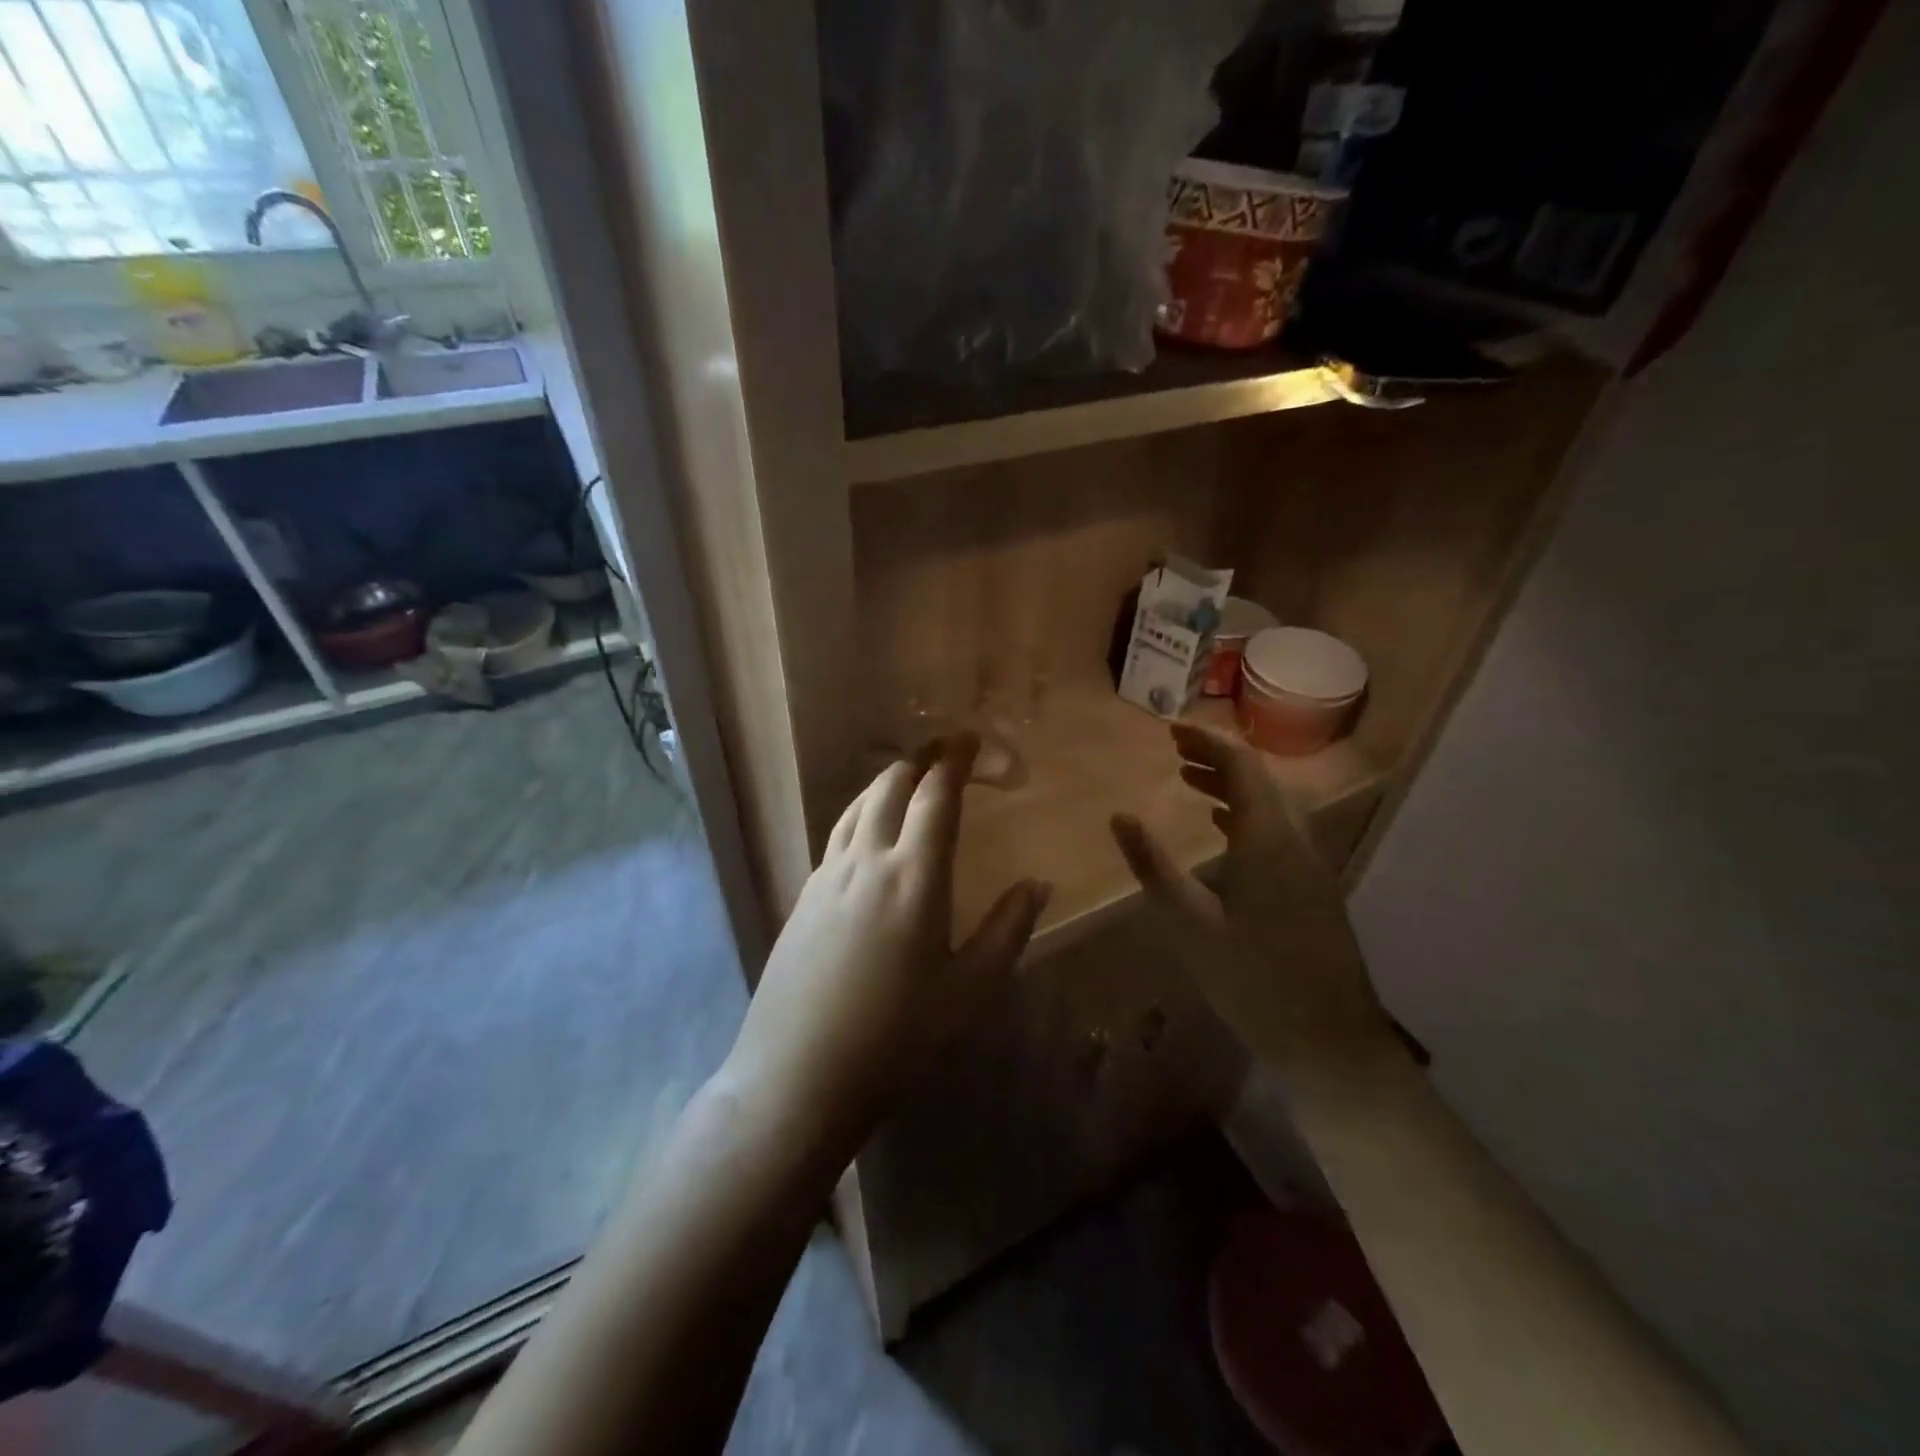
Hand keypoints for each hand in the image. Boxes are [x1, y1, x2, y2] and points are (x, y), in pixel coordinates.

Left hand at [723, 735, 1051, 1150]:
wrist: (799, 1074)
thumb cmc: (898, 1037)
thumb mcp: (970, 991)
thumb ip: (1008, 930)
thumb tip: (1038, 884)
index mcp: (915, 877)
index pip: (936, 796)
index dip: (954, 760)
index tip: (970, 739)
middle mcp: (867, 861)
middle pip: (891, 786)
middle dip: (921, 759)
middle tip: (945, 751)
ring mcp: (827, 876)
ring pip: (857, 805)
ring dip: (888, 782)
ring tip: (910, 779)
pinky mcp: (803, 895)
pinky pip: (837, 834)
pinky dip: (862, 813)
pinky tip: (869, 833)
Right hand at [1110, 723, 1401, 1082]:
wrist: (1330, 1041)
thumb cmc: (1252, 980)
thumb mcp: (1190, 924)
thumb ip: (1154, 867)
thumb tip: (1120, 817)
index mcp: (1268, 840)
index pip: (1241, 767)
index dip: (1206, 743)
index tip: (1170, 731)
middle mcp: (1296, 840)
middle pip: (1260, 779)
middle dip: (1217, 757)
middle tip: (1174, 750)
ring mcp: (1310, 864)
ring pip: (1271, 804)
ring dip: (1232, 785)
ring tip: (1189, 779)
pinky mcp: (1313, 886)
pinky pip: (1278, 829)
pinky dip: (1246, 813)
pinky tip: (1222, 828)